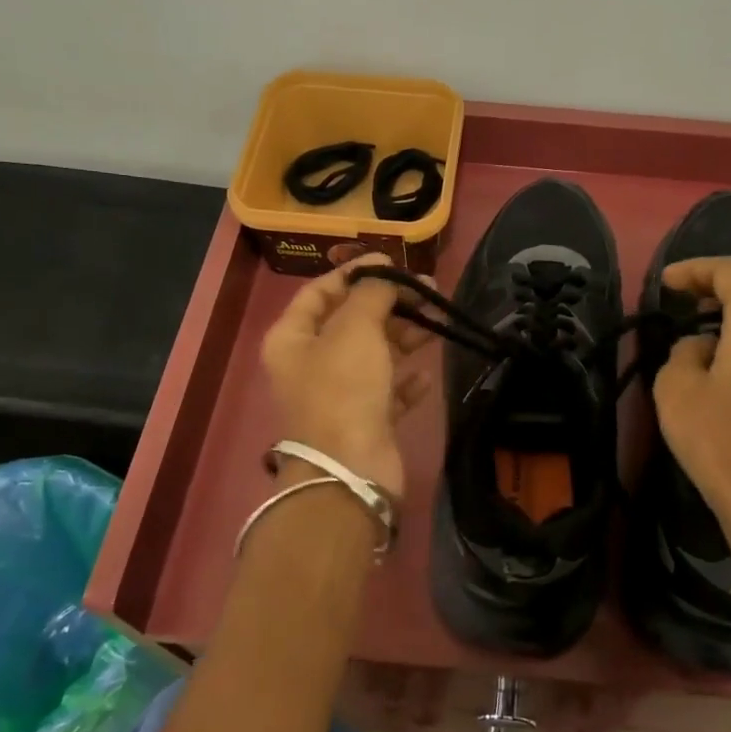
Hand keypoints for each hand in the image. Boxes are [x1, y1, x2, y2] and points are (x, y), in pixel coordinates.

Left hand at [259, 255, 432, 496]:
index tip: (393, 262)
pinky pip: (387, 391)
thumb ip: (372, 294)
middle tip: (429, 291)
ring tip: (437, 324)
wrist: (349, 470)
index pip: (320, 291)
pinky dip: (406, 381)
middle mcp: (311, 364)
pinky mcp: (365, 421)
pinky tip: (425, 375)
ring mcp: (338, 395)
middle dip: (389, 303)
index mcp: (292, 338)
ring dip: (404, 337)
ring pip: (373, 355)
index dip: (354, 272)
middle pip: (351, 322)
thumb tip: (386, 276)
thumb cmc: (343, 389)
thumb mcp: (355, 329)